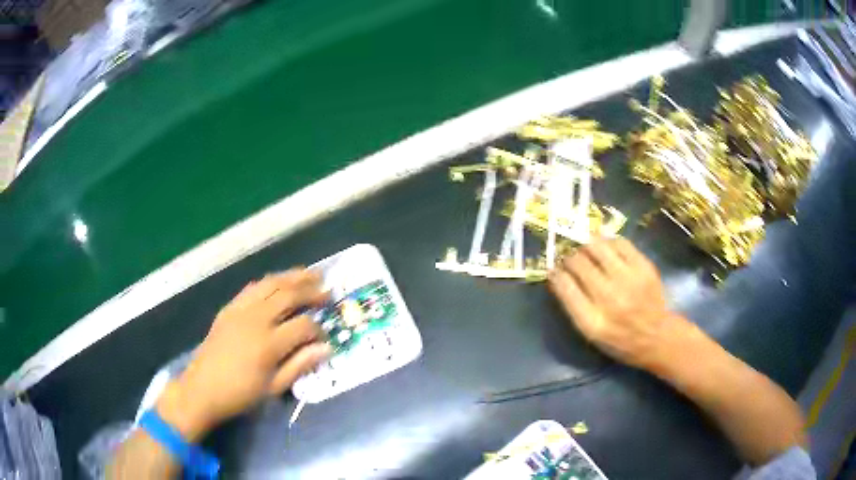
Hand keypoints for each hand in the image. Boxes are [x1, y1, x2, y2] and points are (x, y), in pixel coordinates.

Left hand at [157, 269, 331, 439]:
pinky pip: (252, 288)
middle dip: (311, 291)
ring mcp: (240, 310)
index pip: (303, 325)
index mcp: (269, 344)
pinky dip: (269, 282)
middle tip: (328, 290)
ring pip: (270, 284)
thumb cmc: (240, 395)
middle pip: (288, 295)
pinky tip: (278, 283)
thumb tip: (326, 348)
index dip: (319, 328)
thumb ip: (300, 365)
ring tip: (310, 274)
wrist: (202, 389)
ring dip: (292, 277)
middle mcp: (256, 319)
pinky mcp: (229, 308)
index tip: (326, 335)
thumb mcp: (273, 387)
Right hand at [548, 237, 692, 369]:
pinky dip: (607, 241)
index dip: (556, 273)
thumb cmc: (619, 339)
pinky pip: (619, 242)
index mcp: (592, 321)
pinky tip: (605, 247)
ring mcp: (629, 280)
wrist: (657, 336)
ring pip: (597, 247)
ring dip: (585, 245)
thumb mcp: (591, 333)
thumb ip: (573, 306)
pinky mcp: (643, 267)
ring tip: (585, 248)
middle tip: (569, 258)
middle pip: (579, 264)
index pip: (565, 287)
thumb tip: (556, 276)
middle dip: (569, 257)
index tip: (554, 269)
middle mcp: (609, 298)